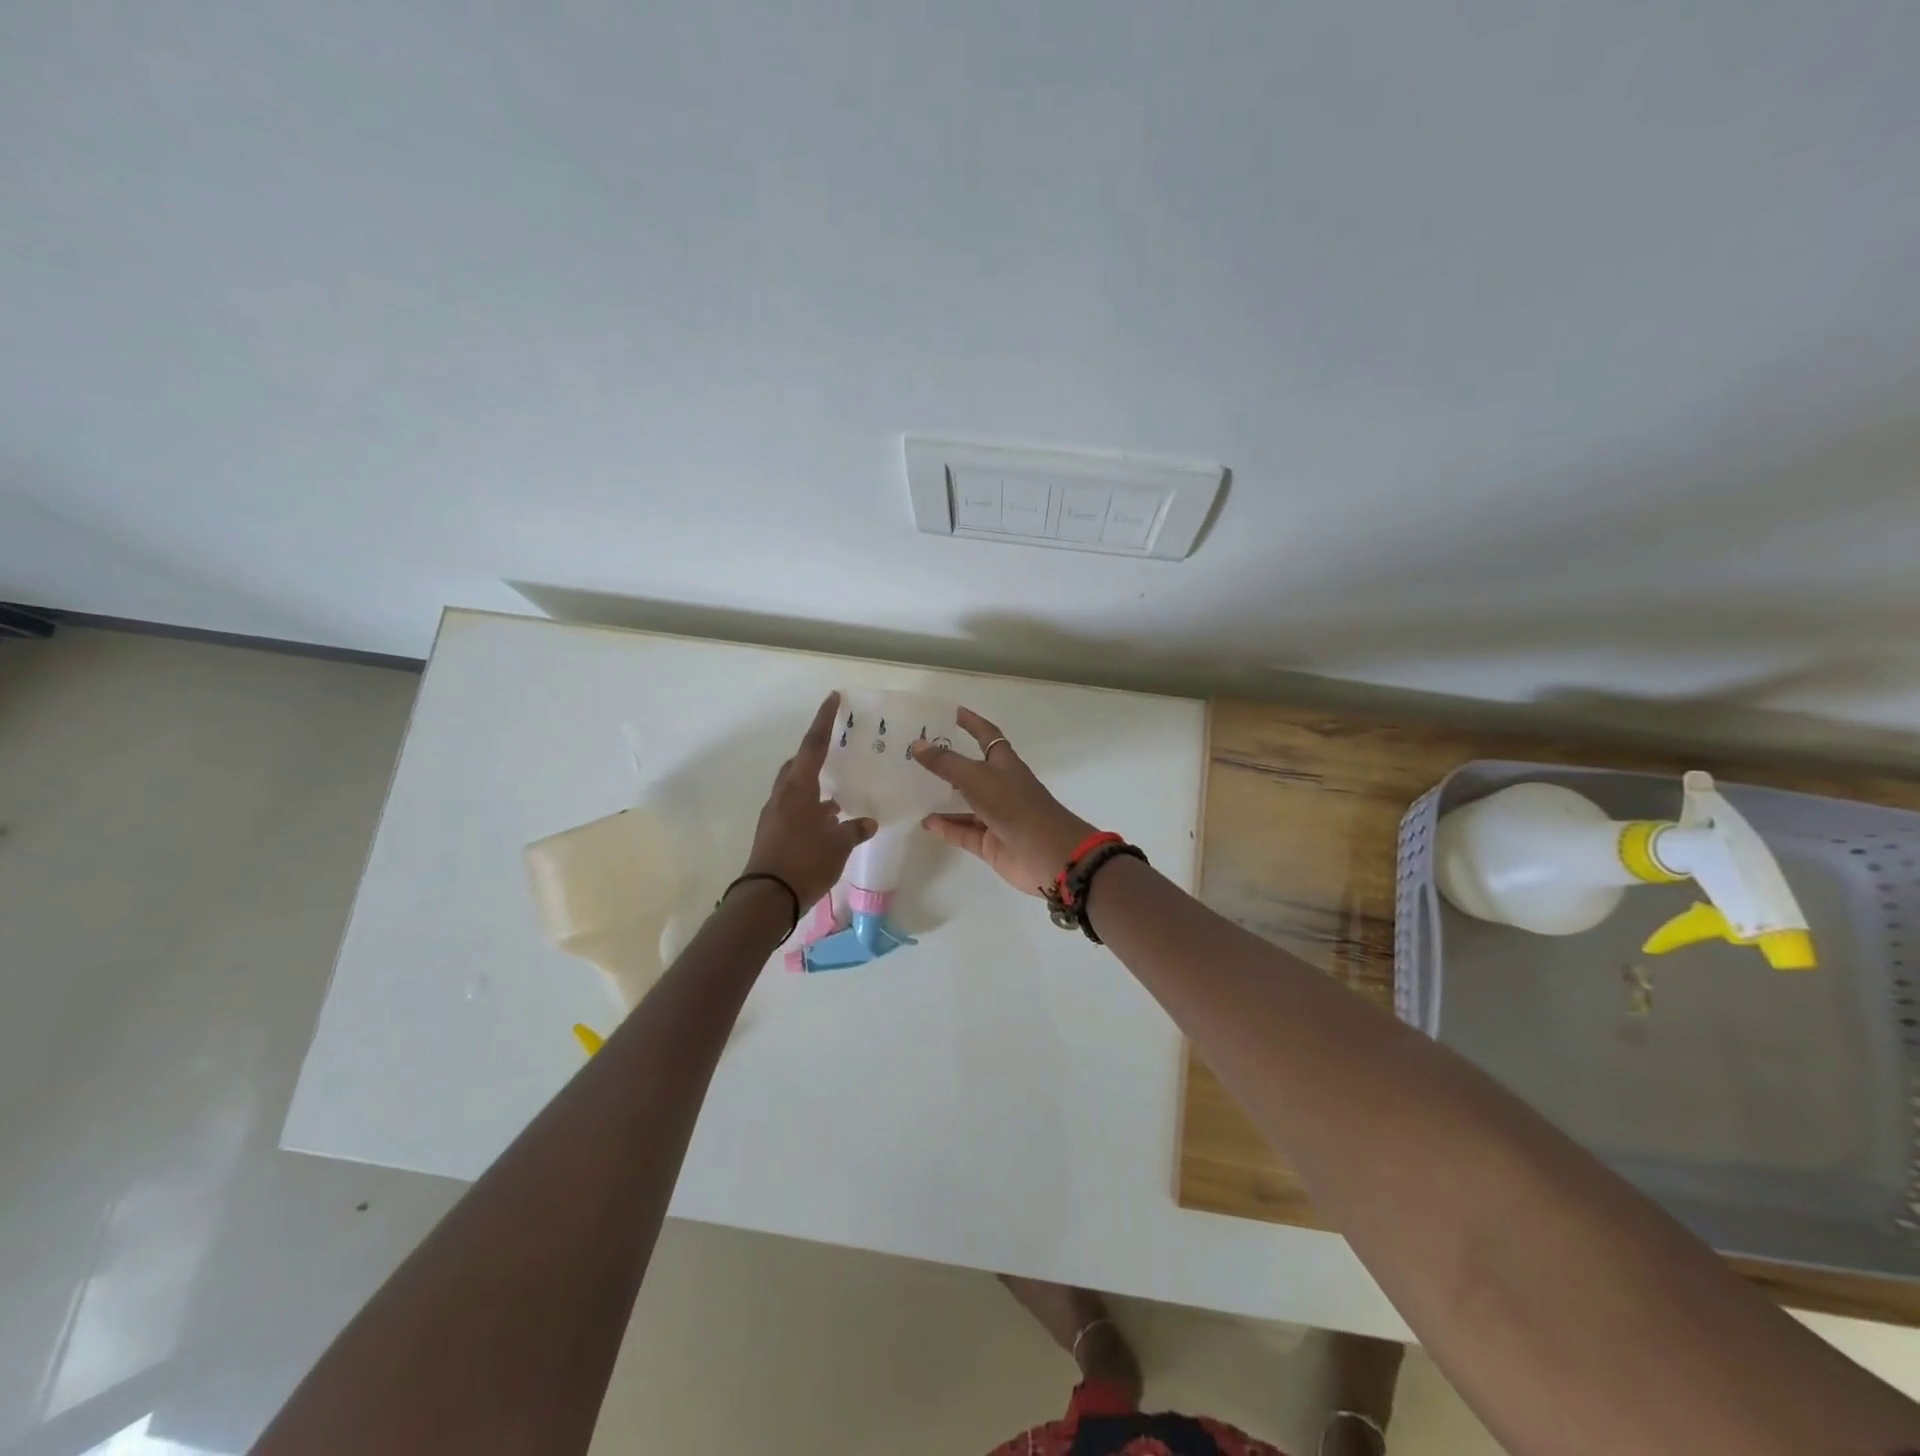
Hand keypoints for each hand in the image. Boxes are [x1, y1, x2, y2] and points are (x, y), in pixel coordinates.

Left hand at [741, 693, 876, 907]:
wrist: (767, 898)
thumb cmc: (805, 862)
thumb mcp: (838, 845)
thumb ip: (854, 829)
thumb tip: (867, 821)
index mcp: (799, 788)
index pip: (813, 746)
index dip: (824, 721)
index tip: (832, 699)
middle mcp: (783, 795)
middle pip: (799, 764)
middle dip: (815, 754)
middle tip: (836, 750)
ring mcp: (775, 815)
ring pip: (796, 788)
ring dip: (815, 785)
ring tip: (838, 791)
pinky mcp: (773, 833)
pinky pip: (795, 809)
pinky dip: (811, 807)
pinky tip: (828, 821)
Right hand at [911, 707, 1097, 896]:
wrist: (1049, 854)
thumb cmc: (1016, 806)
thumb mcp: (978, 778)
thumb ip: (946, 763)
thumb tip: (917, 744)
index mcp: (1004, 764)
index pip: (986, 736)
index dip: (972, 723)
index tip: (952, 712)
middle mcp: (1000, 787)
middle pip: (971, 770)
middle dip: (947, 762)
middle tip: (916, 754)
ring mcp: (995, 816)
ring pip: (964, 804)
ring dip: (942, 798)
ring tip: (912, 790)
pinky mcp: (990, 843)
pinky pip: (963, 832)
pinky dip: (946, 827)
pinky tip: (925, 822)